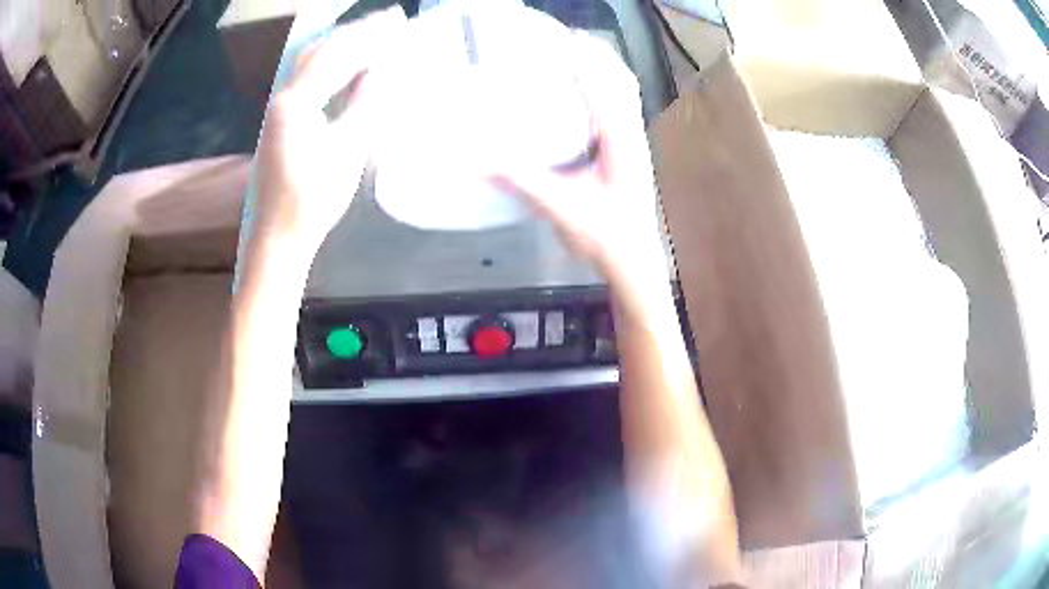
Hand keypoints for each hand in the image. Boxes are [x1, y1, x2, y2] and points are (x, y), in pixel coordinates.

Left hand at [253, 7, 406, 255]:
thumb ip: (364, 103)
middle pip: (318, 51)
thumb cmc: (313, 199)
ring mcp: (279, 111)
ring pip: (310, 65)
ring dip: (340, 46)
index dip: (368, 36)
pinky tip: (348, 69)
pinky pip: (308, 83)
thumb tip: (382, 69)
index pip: (337, 55)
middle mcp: (283, 98)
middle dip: (352, 32)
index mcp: (296, 102)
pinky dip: (331, 68)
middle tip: (385, 21)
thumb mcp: (346, 150)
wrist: (280, 236)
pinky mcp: (281, 124)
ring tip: (370, 36)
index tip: (395, 22)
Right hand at [499, 34, 665, 285]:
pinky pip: (619, 108)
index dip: (585, 59)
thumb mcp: (561, 207)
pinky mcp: (628, 151)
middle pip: (621, 80)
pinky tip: (582, 93)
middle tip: (567, 38)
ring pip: (624, 93)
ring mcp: (634, 141)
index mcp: (621, 141)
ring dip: (603, 69)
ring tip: (576, 54)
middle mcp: (632, 134)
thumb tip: (477, 159)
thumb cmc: (605, 236)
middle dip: (597, 54)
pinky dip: (603, 89)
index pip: (605, 86)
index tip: (562, 39)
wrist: (634, 261)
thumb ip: (521, 180)